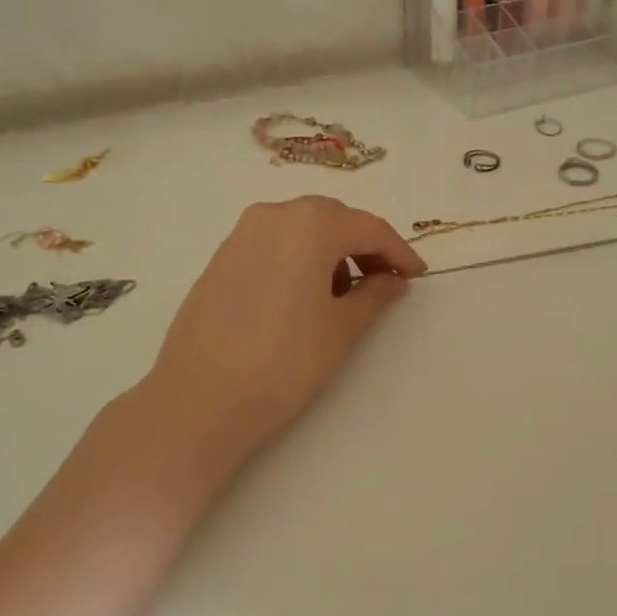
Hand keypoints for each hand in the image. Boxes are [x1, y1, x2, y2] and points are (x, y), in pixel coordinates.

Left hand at [139, 196, 425, 464]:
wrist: (199, 400)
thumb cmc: (284, 361)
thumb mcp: (341, 328)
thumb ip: (374, 295)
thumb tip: (392, 280)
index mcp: (310, 223)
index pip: (369, 228)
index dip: (398, 252)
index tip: (417, 276)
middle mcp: (273, 215)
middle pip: (333, 219)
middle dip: (363, 246)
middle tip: (384, 281)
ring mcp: (240, 235)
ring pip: (300, 229)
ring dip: (329, 251)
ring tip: (343, 295)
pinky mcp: (220, 259)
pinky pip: (273, 244)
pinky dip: (298, 258)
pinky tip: (302, 297)